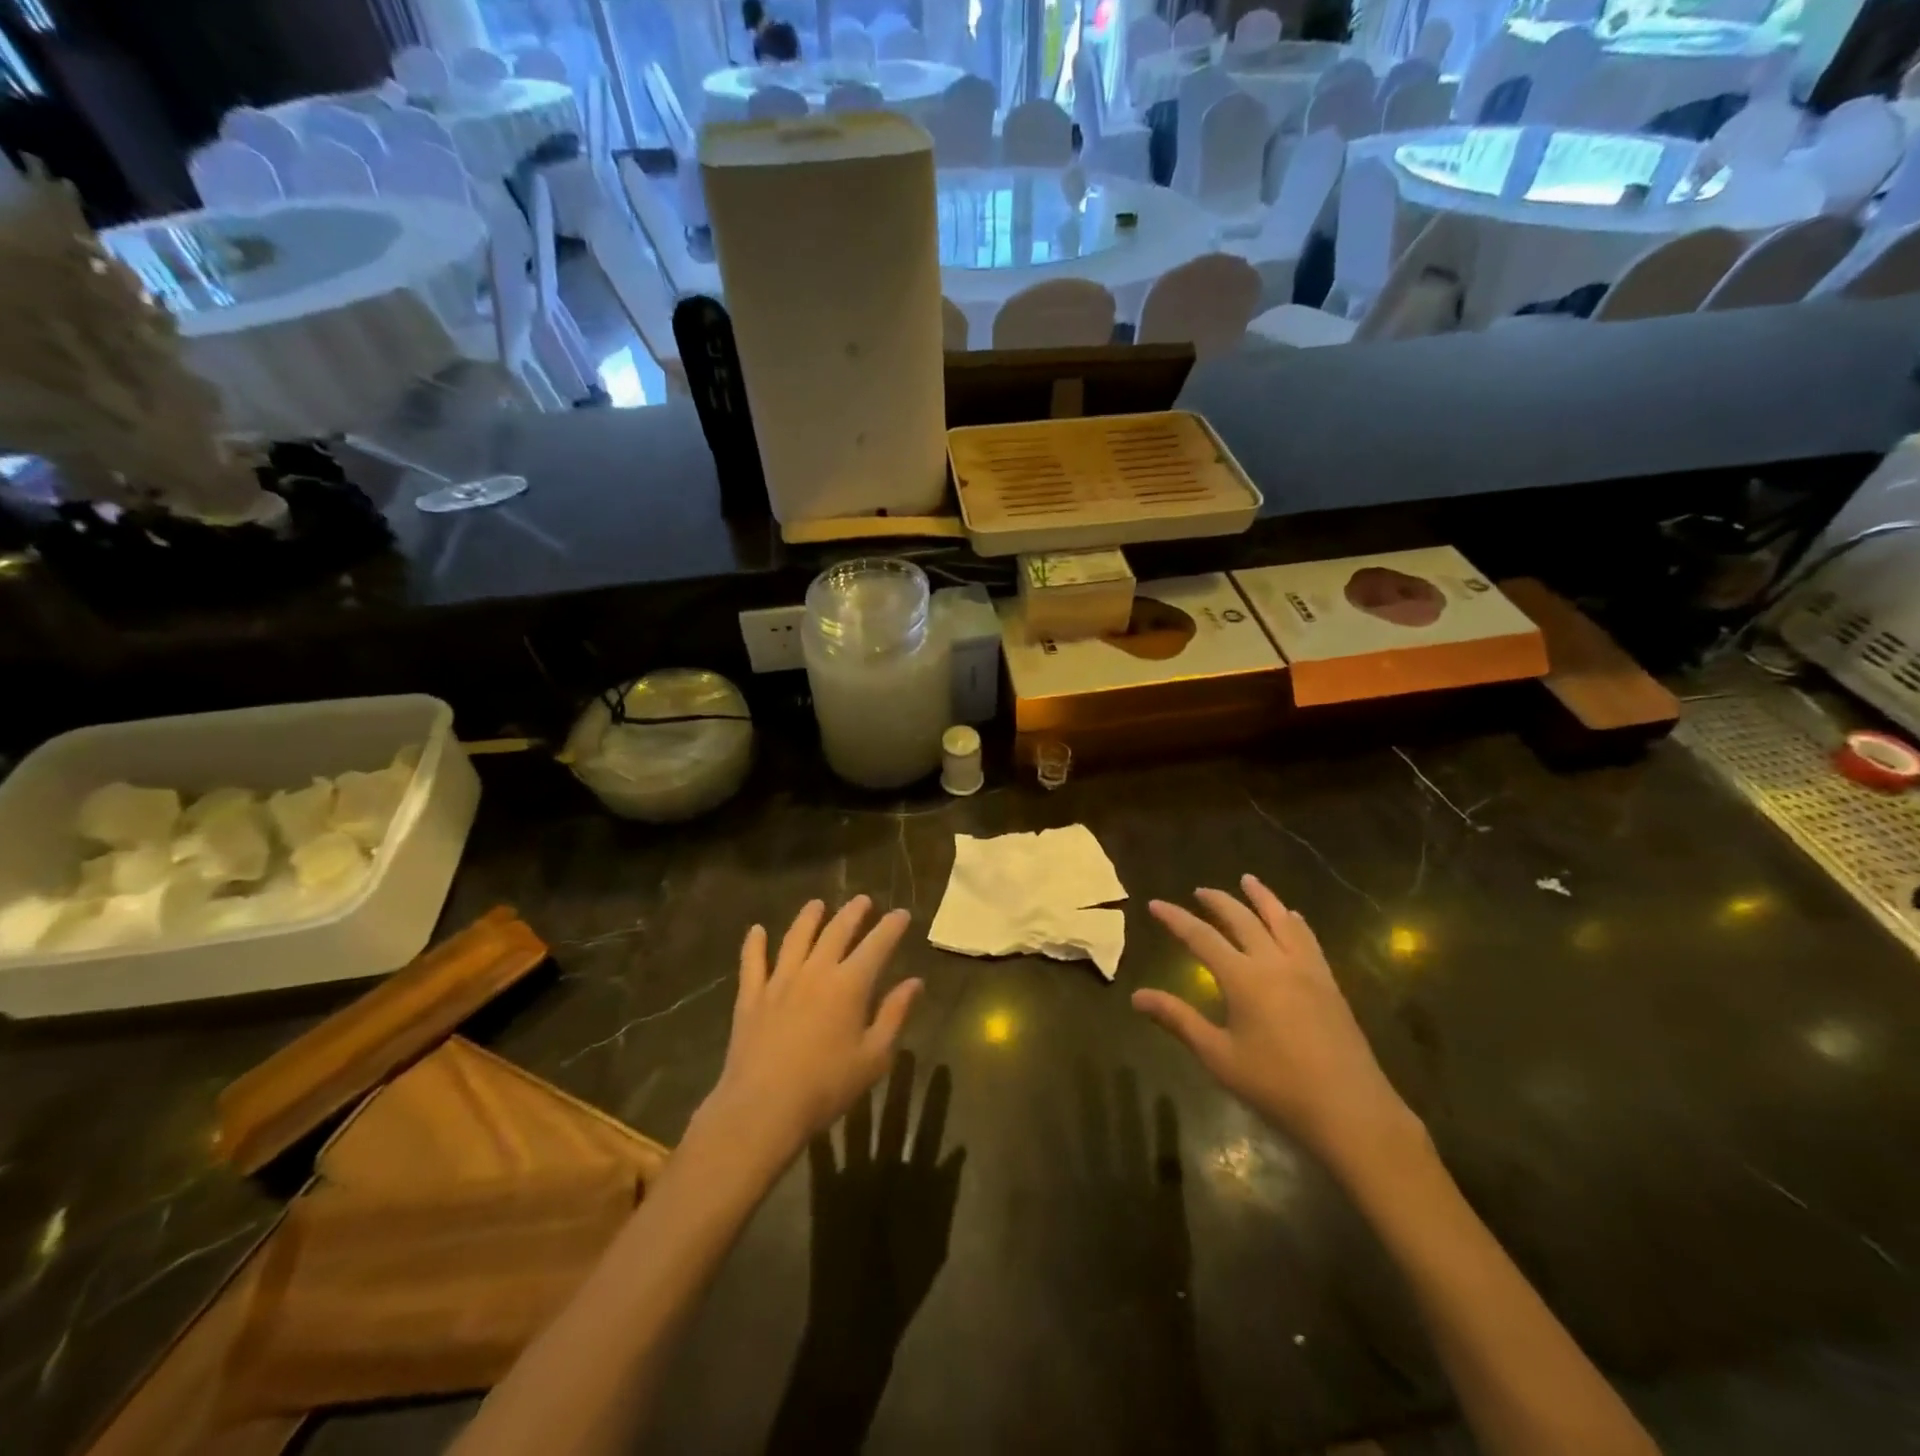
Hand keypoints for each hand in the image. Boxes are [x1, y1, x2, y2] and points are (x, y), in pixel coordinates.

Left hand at [698, 897, 921, 1168]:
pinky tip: (756, 930)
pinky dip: (754, 944)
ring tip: (817, 904)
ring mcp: (779, 981)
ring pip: (796, 938)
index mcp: (850, 985)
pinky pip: (752, 962)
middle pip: (836, 931)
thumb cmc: (827, 1087)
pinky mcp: (751, 997)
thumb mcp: (874, 1057)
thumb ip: (894, 1015)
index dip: (891, 926)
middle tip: (863, 900)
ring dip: (809, 917)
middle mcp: (816, 971)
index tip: (901, 913)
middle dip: (853, 913)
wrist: (763, 1108)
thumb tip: (915, 982)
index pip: (877, 945)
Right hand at [1133, 875, 1418, 1174]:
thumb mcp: (1218, 1056)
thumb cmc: (1277, 1086)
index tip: (1155, 904)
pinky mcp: (1329, 984)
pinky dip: (1294, 922)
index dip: (1175, 918)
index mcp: (1243, 978)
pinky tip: (1293, 918)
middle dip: (1218, 901)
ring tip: (1249, 881)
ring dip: (1261, 898)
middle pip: (1242, 919)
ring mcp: (1307, 970)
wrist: (1351, 1111)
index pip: (1200, 937)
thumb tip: (1136, 996)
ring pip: (1281, 920)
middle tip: (1200, 890)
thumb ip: (1178, 1020)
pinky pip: (1308, 940)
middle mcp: (1274, 963)